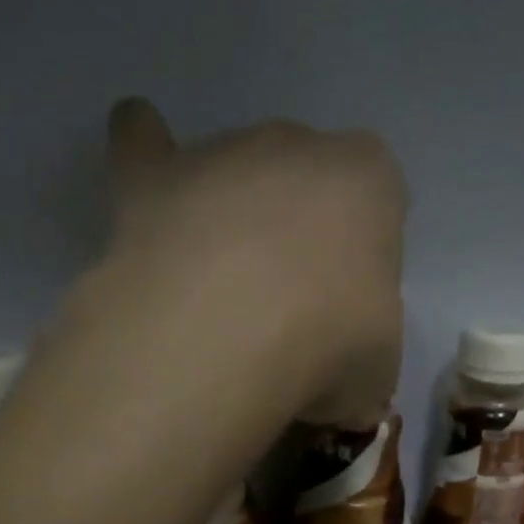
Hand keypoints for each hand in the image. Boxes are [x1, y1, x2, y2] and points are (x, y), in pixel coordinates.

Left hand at [88, 98, 407, 424]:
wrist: (225, 338)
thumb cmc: (328, 347)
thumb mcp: (377, 373)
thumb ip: (366, 355)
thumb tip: (346, 383)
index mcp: (369, 182)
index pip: (380, 201)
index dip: (367, 257)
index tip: (352, 309)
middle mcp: (297, 147)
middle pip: (305, 180)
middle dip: (300, 233)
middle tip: (291, 307)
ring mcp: (219, 152)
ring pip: (235, 171)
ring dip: (236, 217)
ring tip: (223, 292)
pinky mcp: (151, 174)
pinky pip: (142, 139)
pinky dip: (147, 156)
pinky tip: (150, 193)